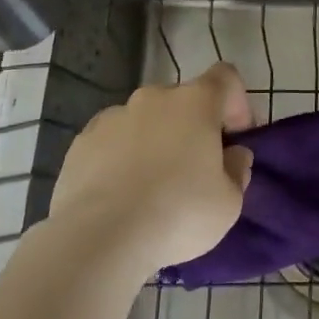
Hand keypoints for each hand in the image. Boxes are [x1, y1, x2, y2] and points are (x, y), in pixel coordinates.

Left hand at [47, 62, 254, 276]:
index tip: (234, 137)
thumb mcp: (229, 203)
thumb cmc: (178, 215)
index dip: (235, 102)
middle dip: (192, 127)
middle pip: (182, 100)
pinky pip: (112, 141)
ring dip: (154, 141)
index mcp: (196, 102)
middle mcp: (154, 97)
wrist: (99, 241)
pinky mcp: (81, 142)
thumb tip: (233, 155)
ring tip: (151, 188)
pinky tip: (118, 195)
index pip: (225, 77)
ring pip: (145, 120)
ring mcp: (113, 116)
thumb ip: (237, 169)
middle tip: (194, 170)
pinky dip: (120, 158)